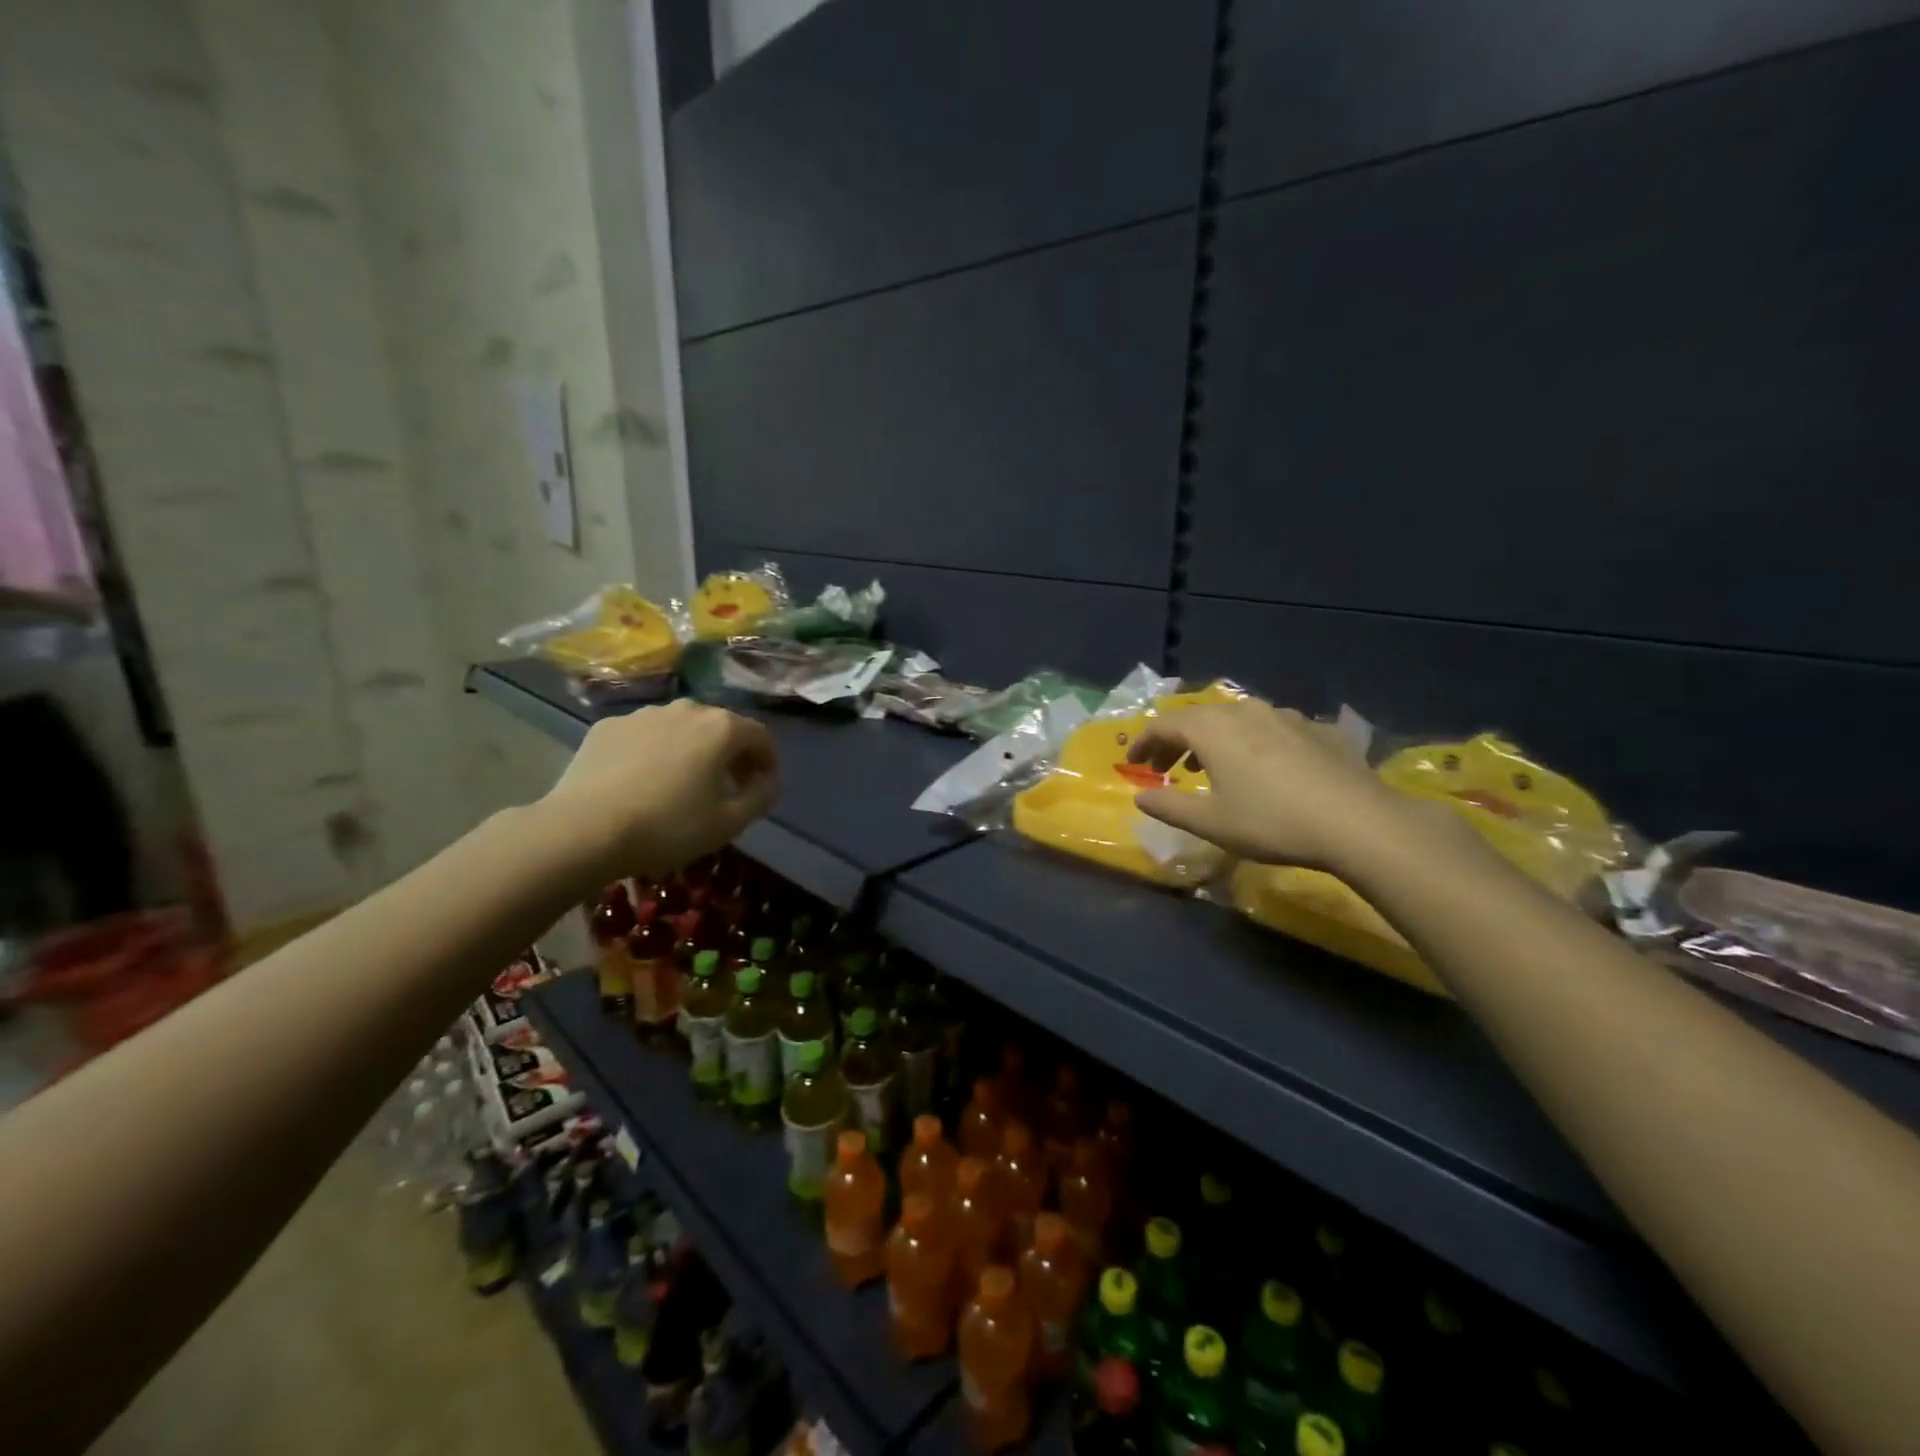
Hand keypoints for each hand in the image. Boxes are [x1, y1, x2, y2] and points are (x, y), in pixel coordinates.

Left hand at [535, 700, 778, 884]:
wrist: (584, 829)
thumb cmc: (669, 826)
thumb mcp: (730, 822)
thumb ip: (761, 796)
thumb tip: (769, 782)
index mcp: (721, 728)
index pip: (760, 736)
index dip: (767, 760)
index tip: (763, 786)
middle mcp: (685, 709)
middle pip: (720, 726)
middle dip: (731, 754)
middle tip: (728, 786)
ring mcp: (642, 714)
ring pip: (680, 728)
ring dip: (692, 750)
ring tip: (683, 784)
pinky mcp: (607, 726)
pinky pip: (644, 736)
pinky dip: (654, 752)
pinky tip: (642, 782)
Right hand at [1127, 700, 1421, 872]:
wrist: (1358, 822)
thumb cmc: (1272, 821)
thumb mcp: (1211, 822)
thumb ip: (1169, 806)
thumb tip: (1140, 796)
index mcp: (1212, 729)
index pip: (1163, 725)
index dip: (1143, 743)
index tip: (1132, 764)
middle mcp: (1243, 711)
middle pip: (1197, 717)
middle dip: (1174, 740)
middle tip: (1163, 766)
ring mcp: (1283, 715)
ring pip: (1233, 718)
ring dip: (1210, 738)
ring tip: (1206, 765)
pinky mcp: (1314, 728)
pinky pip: (1266, 726)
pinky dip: (1247, 741)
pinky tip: (1258, 766)